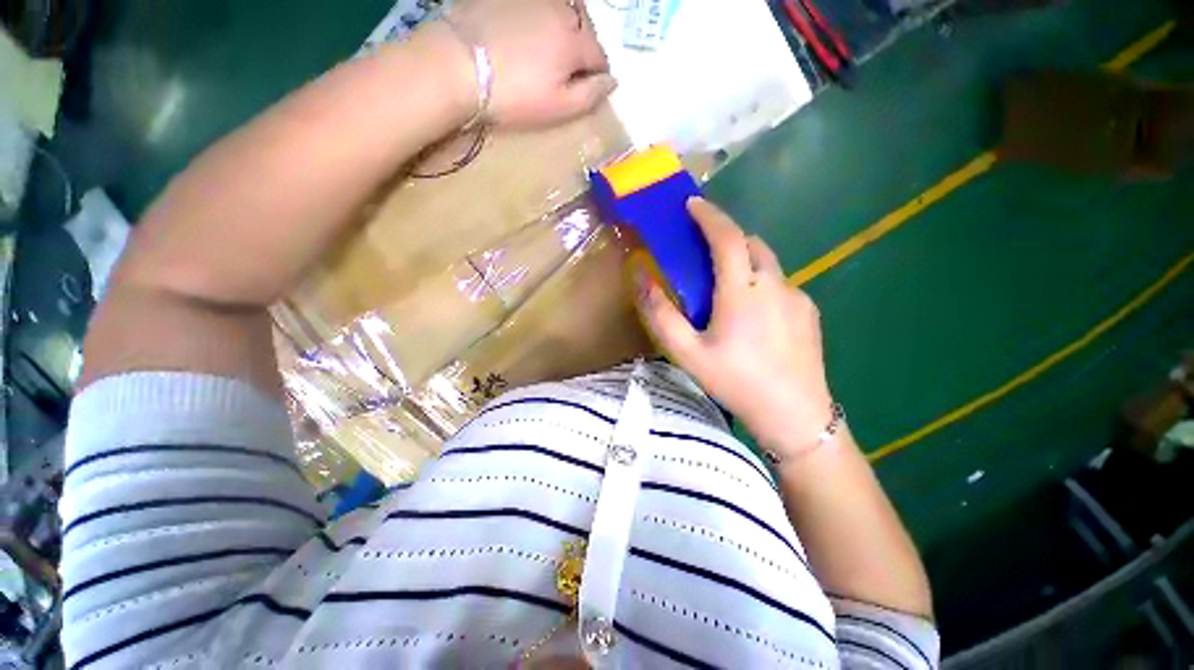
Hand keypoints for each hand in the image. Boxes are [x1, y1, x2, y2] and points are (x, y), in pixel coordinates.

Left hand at [444, 0, 615, 127]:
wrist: (458, 64)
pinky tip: (525, 33)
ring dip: (563, 28)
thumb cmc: (514, 95)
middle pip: (584, 28)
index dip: (597, 75)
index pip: (600, 56)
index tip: (586, 89)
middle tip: (567, 70)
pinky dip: (539, 17)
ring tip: (548, 49)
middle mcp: (560, 11)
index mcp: (574, 42)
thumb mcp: (558, 107)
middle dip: (582, 48)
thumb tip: (612, 82)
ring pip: (561, 11)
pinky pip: (535, 5)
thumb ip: (590, 96)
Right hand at [634, 198, 834, 456]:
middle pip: (751, 243)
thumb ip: (661, 314)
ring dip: (745, 262)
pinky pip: (781, 284)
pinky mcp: (809, 311)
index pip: (727, 237)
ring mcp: (797, 297)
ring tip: (727, 290)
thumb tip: (640, 277)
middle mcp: (774, 284)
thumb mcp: (687, 352)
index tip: (692, 204)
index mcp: (742, 291)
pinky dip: (761, 284)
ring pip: (768, 264)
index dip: (709, 216)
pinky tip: (754, 316)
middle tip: (704, 252)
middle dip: (727, 237)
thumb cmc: (736, 382)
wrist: (795, 415)